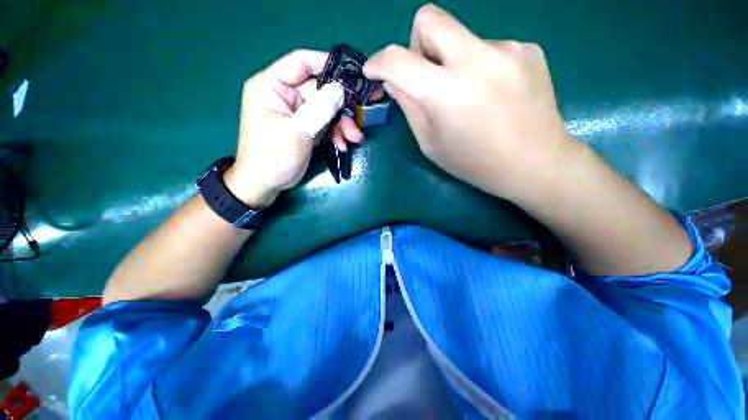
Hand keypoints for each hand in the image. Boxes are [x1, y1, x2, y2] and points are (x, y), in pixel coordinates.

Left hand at [224, 50, 364, 207]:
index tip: (353, 73)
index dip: (327, 64)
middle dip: (342, 106)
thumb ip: (319, 109)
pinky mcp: (307, 127)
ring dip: (343, 124)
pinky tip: (342, 146)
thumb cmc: (273, 156)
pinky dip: (337, 134)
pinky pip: (326, 124)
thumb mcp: (296, 131)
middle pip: (320, 89)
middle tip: (360, 118)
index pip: (301, 63)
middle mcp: (286, 95)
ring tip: (354, 139)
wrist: (266, 183)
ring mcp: (298, 113)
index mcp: (272, 86)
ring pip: (327, 109)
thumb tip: (340, 89)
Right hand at [363, 4, 576, 200]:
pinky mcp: (528, 48)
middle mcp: (476, 58)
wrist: (534, 163)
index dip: (378, 61)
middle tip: (426, 76)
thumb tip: (394, 81)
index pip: (398, 60)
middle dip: (416, 44)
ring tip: (470, 96)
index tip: (373, 70)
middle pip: (429, 18)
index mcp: (446, 92)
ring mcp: (507, 48)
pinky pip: (488, 48)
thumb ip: (410, 108)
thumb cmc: (474, 163)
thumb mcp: (431, 144)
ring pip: (461, 37)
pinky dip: (480, 67)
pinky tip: (493, 93)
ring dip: (453, 62)